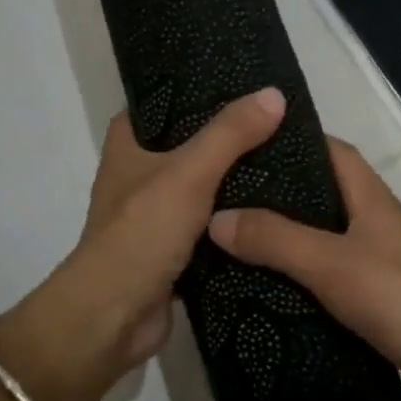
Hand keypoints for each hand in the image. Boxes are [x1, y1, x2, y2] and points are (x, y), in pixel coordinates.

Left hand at [0, 88, 286, 400]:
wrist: (114, 316)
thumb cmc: (141, 233)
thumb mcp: (188, 173)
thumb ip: (230, 135)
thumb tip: (273, 94)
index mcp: (128, 147)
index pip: (160, 103)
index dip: (194, 91)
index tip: (240, 84)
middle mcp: (138, 177)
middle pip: (187, 146)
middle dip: (226, 138)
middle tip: (277, 124)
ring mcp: (155, 217)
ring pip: (201, 189)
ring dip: (234, 183)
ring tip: (286, 161)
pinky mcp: (172, 252)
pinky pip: (210, 228)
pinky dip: (234, 223)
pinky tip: (273, 213)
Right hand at [207, 139, 400, 400]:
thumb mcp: (331, 263)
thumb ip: (275, 239)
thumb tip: (217, 216)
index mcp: (370, 198)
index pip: (331, 150)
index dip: (293, 141)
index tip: (246, 145)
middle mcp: (378, 223)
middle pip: (324, 194)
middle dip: (279, 194)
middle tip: (227, 201)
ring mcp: (384, 262)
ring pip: (327, 238)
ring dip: (289, 239)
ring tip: (238, 244)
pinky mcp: (385, 299)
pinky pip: (335, 277)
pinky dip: (306, 279)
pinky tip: (275, 292)